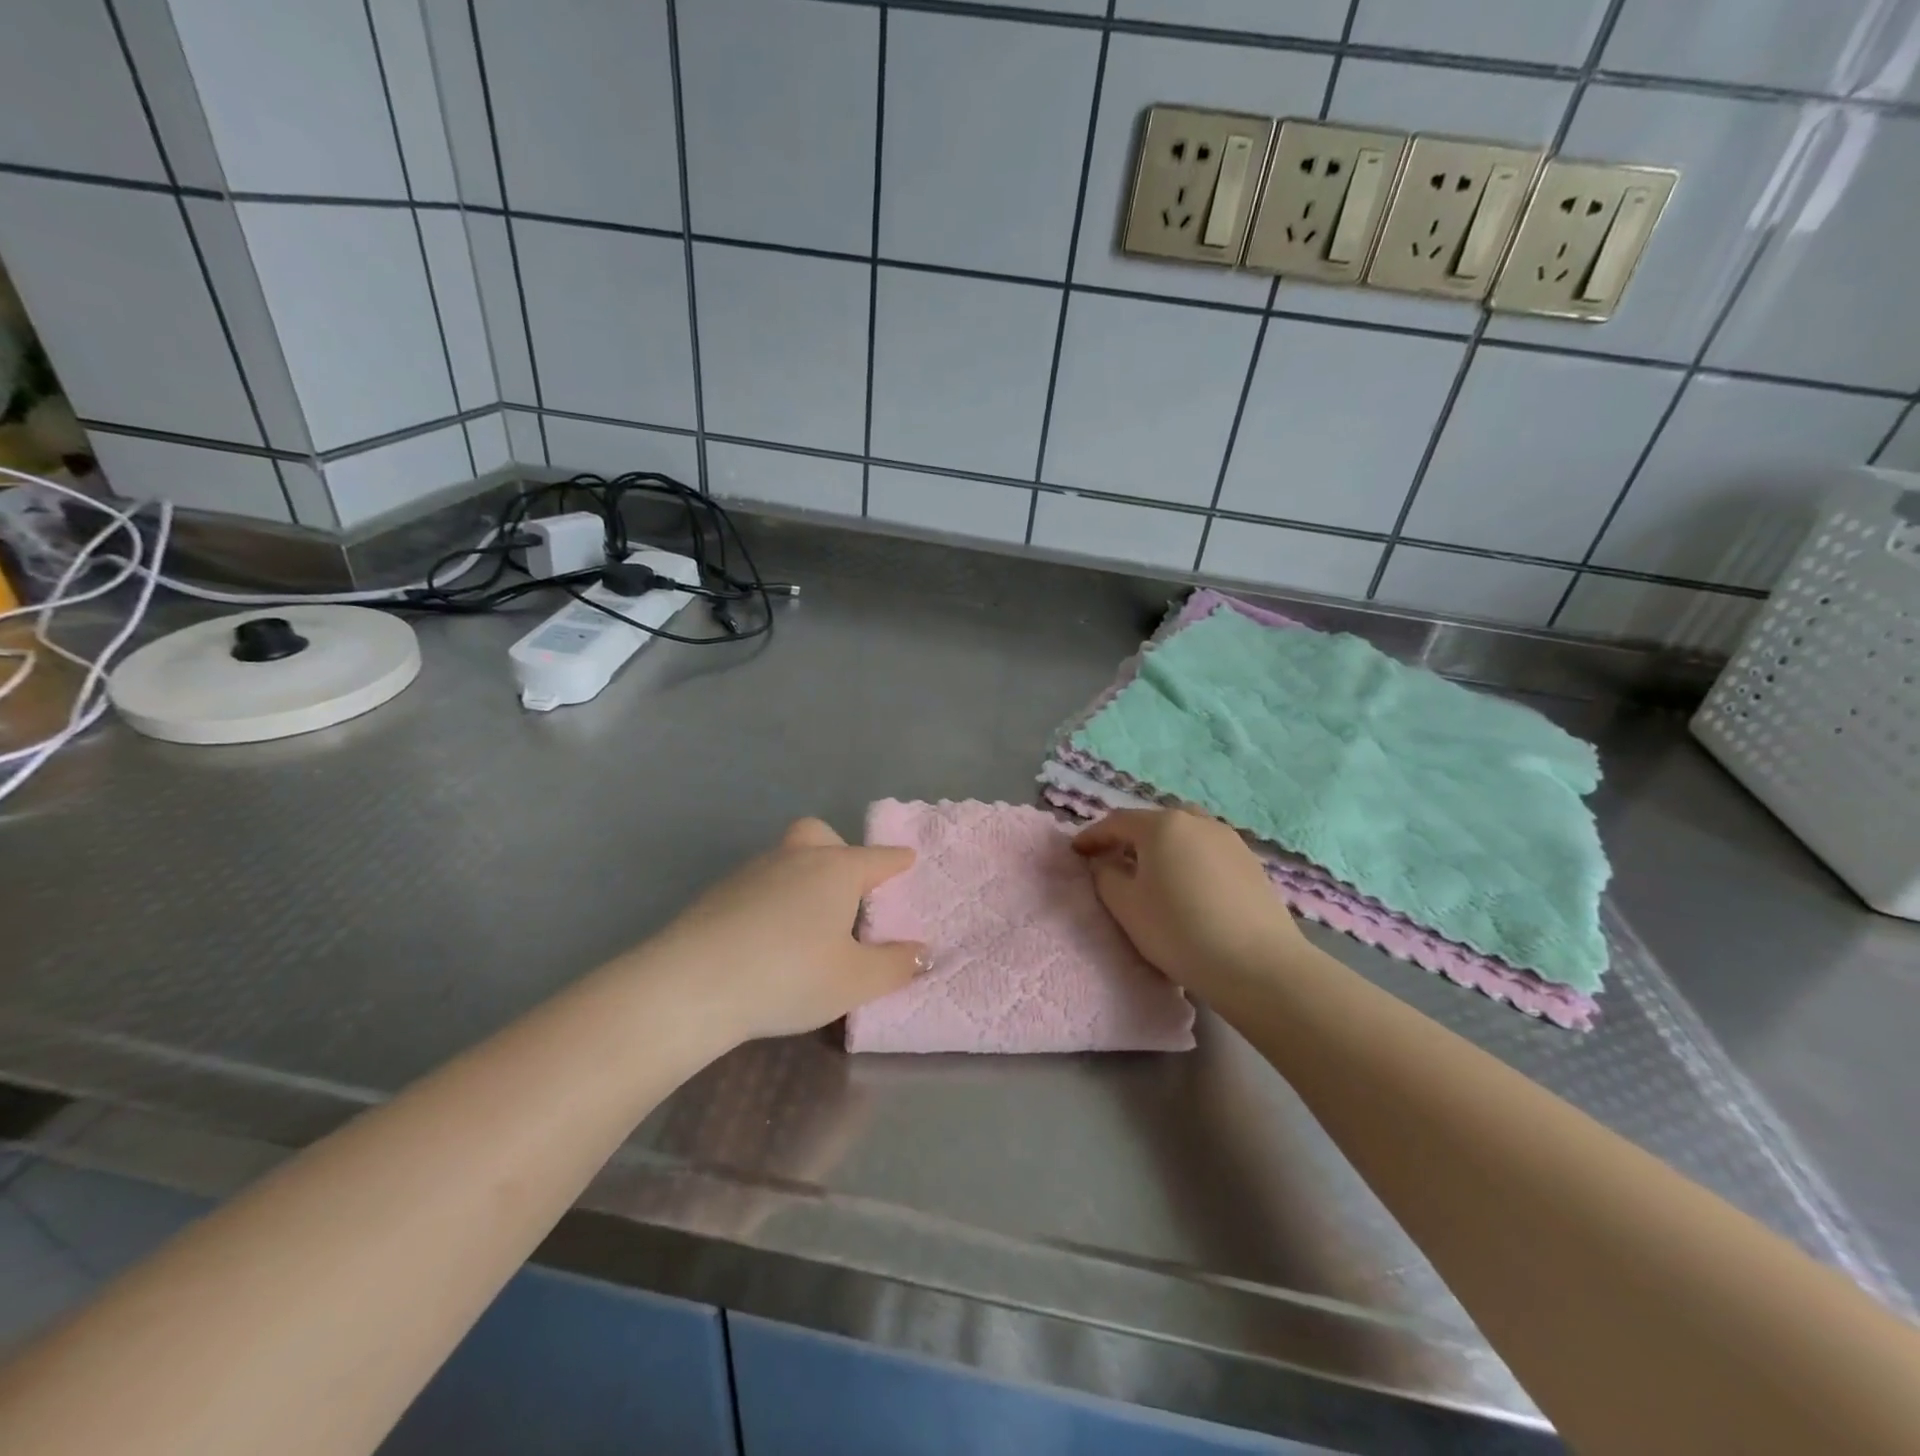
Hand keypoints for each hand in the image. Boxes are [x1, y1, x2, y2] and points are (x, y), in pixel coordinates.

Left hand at [641, 818, 925, 1044]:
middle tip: (848, 894)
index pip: (879, 858)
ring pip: (788, 858)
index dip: (898, 861)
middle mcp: (796, 858)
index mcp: (836, 870)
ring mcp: (753, 871)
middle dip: (841, 853)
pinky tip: (768, 937)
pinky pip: (760, 883)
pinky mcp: (719, 892)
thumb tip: (922, 952)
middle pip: (823, 836)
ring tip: (808, 925)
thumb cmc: (788, 976)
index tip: (908, 861)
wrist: (690, 985)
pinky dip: (773, 899)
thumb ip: (895, 965)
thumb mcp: (855, 981)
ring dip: (804, 878)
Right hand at [1073, 808, 1304, 1001]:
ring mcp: (1229, 839)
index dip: (1092, 836)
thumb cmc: (1179, 931)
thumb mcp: (1126, 906)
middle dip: (1129, 839)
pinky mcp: (1250, 862)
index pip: (1117, 822)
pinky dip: (1189, 860)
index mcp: (1162, 825)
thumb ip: (1105, 876)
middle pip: (1154, 822)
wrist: (1257, 965)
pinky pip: (1207, 851)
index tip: (1076, 852)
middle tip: (1113, 862)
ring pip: (1184, 834)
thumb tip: (1105, 863)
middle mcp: (1196, 821)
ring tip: (1152, 874)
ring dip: (1163, 847)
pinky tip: (1188, 888)